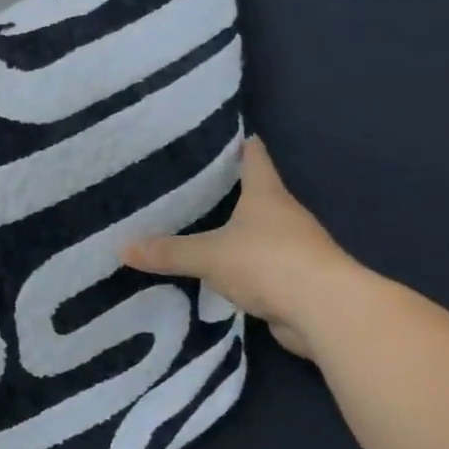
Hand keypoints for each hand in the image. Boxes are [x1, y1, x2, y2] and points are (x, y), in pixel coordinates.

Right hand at [123, 137, 357, 359]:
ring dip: (235, 231)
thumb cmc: (268, 263)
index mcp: (267, 195)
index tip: (216, 136)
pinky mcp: (294, 280)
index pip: (254, 156)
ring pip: (257, 232)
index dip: (237, 144)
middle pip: (256, 194)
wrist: (325, 311)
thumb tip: (123, 248)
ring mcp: (293, 249)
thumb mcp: (209, 255)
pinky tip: (217, 271)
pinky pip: (259, 266)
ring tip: (197, 227)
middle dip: (227, 189)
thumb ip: (169, 252)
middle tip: (188, 185)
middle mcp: (284, 215)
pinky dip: (241, 266)